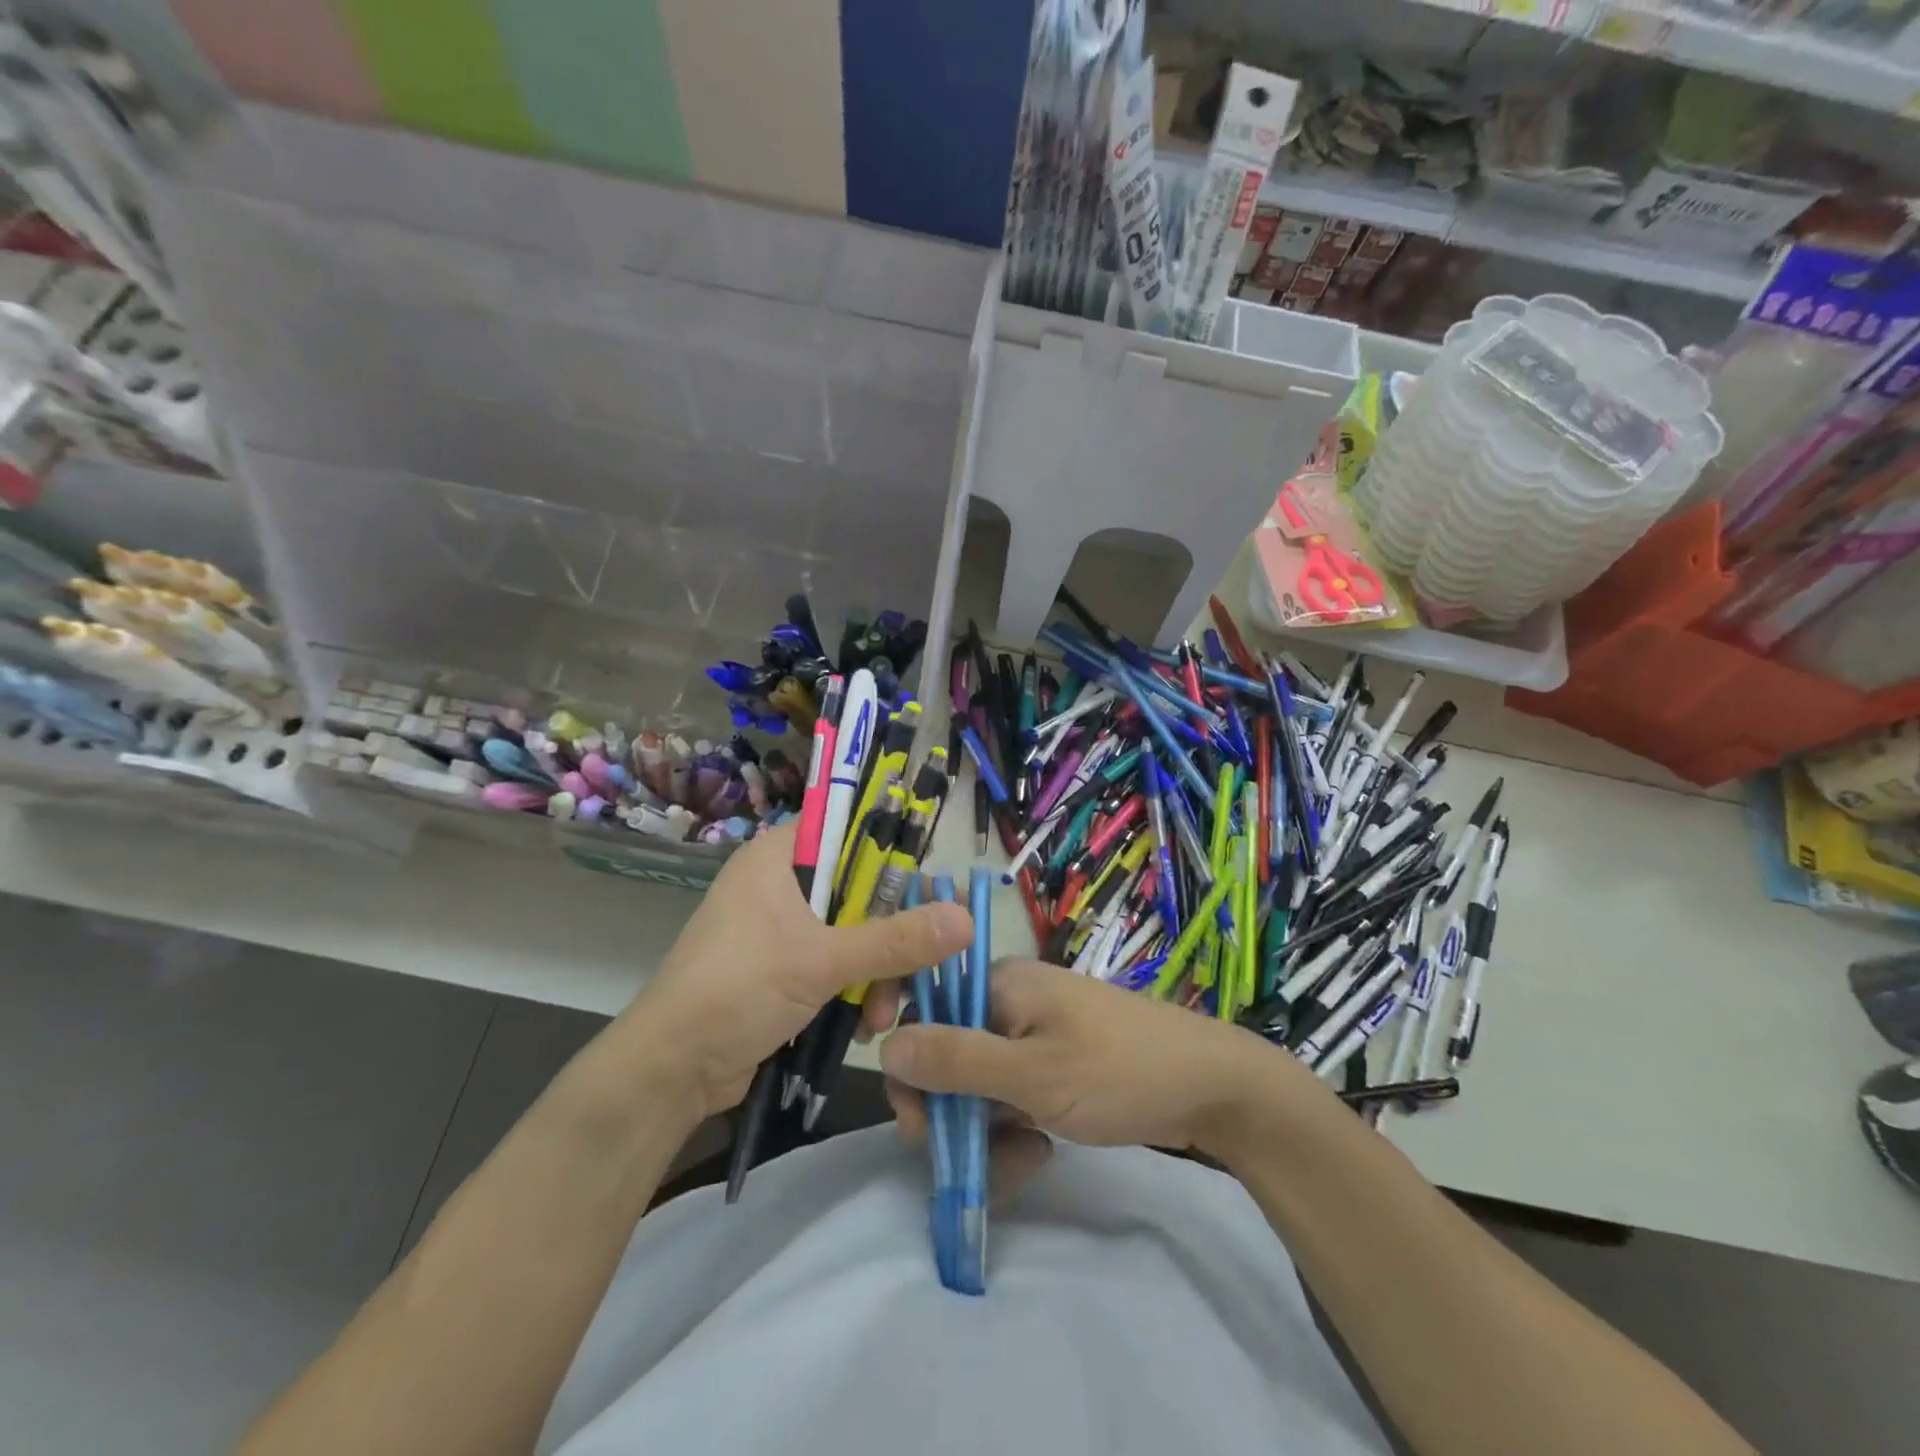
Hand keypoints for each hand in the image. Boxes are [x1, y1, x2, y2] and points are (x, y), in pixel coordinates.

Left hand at [617, 823, 971, 1120]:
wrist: (669, 1073)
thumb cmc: (736, 991)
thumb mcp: (820, 962)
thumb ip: (895, 940)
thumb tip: (967, 919)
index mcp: (777, 859)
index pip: (847, 831)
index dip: (891, 854)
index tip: (928, 892)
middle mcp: (779, 886)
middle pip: (858, 890)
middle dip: (890, 935)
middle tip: (918, 967)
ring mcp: (780, 931)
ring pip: (852, 934)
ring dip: (877, 974)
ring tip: (884, 1016)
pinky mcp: (782, 972)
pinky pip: (836, 967)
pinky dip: (855, 992)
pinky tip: (865, 1027)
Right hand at [879, 957, 1313, 1153]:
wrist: (1214, 1088)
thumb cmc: (1119, 1070)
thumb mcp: (1032, 1074)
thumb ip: (956, 1061)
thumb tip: (884, 1047)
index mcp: (1000, 984)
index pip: (925, 1006)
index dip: (907, 1054)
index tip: (912, 1111)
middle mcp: (1011, 1001)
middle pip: (948, 1050)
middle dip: (946, 1107)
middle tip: (954, 1154)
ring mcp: (1035, 1034)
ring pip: (979, 1081)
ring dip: (982, 1128)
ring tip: (1019, 1162)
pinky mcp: (1055, 1065)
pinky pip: (1011, 1094)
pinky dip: (1012, 1125)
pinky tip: (1037, 1153)